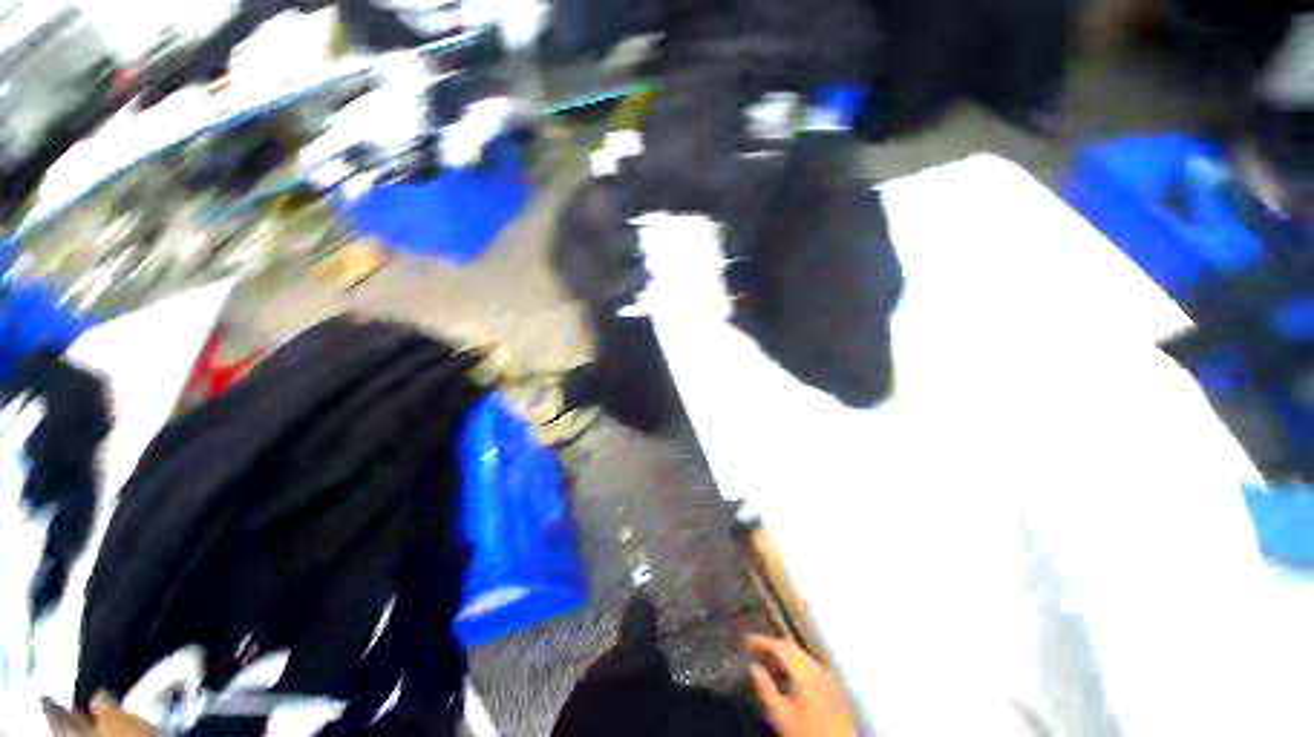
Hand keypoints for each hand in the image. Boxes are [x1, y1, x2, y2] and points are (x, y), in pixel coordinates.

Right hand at [747, 634, 854, 736]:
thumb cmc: (806, 732)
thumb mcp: (780, 714)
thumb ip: (765, 688)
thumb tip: (753, 666)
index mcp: (803, 669)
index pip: (779, 646)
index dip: (762, 641)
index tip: (746, 640)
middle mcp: (816, 667)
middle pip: (792, 649)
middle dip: (773, 647)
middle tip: (756, 650)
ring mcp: (827, 677)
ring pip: (802, 657)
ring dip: (785, 658)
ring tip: (770, 667)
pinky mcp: (834, 688)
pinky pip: (811, 667)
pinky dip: (797, 667)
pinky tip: (790, 681)